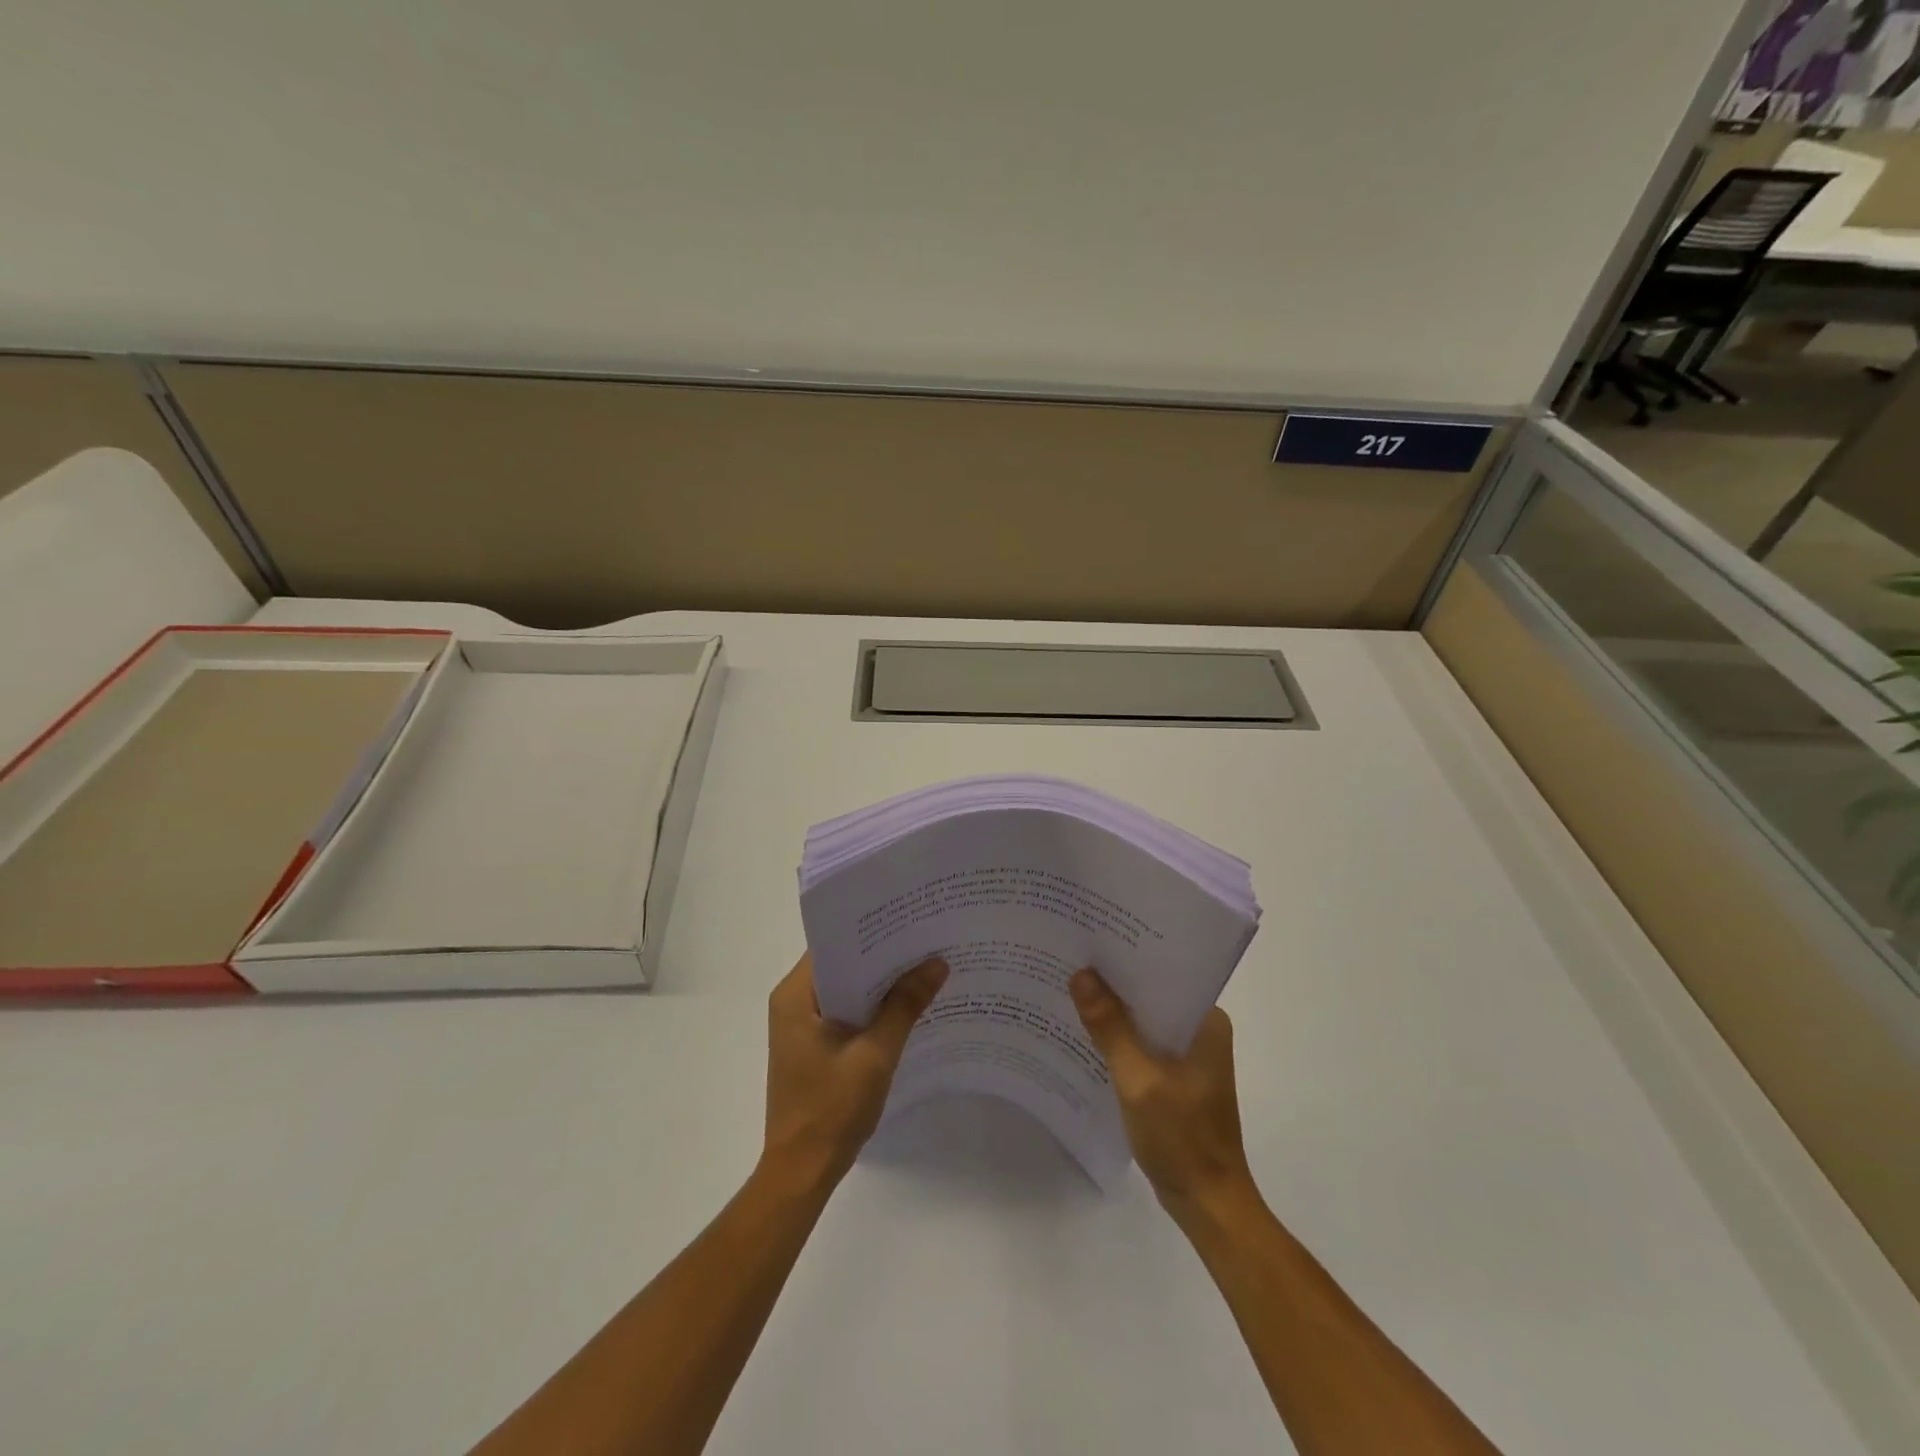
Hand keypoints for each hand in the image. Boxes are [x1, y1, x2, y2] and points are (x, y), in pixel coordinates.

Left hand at [762, 952, 947, 1188]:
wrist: (803, 1171)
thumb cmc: (831, 1109)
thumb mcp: (875, 1054)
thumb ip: (905, 1005)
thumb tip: (937, 962)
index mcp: (795, 996)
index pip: (834, 945)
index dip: (871, 931)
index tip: (908, 918)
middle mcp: (793, 1002)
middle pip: (842, 964)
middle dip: (882, 955)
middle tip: (926, 938)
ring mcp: (802, 1025)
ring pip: (847, 988)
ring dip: (880, 983)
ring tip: (924, 964)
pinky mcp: (813, 1045)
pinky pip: (846, 1011)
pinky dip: (872, 1007)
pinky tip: (907, 1005)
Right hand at [1070, 968, 1258, 1224]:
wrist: (1207, 1204)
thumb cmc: (1180, 1139)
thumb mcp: (1138, 1080)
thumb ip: (1110, 1027)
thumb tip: (1081, 974)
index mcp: (1206, 1021)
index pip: (1163, 972)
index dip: (1126, 956)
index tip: (1089, 938)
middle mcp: (1201, 1029)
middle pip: (1150, 993)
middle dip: (1113, 981)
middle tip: (1070, 958)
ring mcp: (1189, 1054)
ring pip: (1144, 1018)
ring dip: (1113, 1010)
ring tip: (1070, 987)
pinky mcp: (1175, 1075)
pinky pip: (1142, 1043)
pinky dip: (1118, 1037)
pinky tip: (1085, 1032)